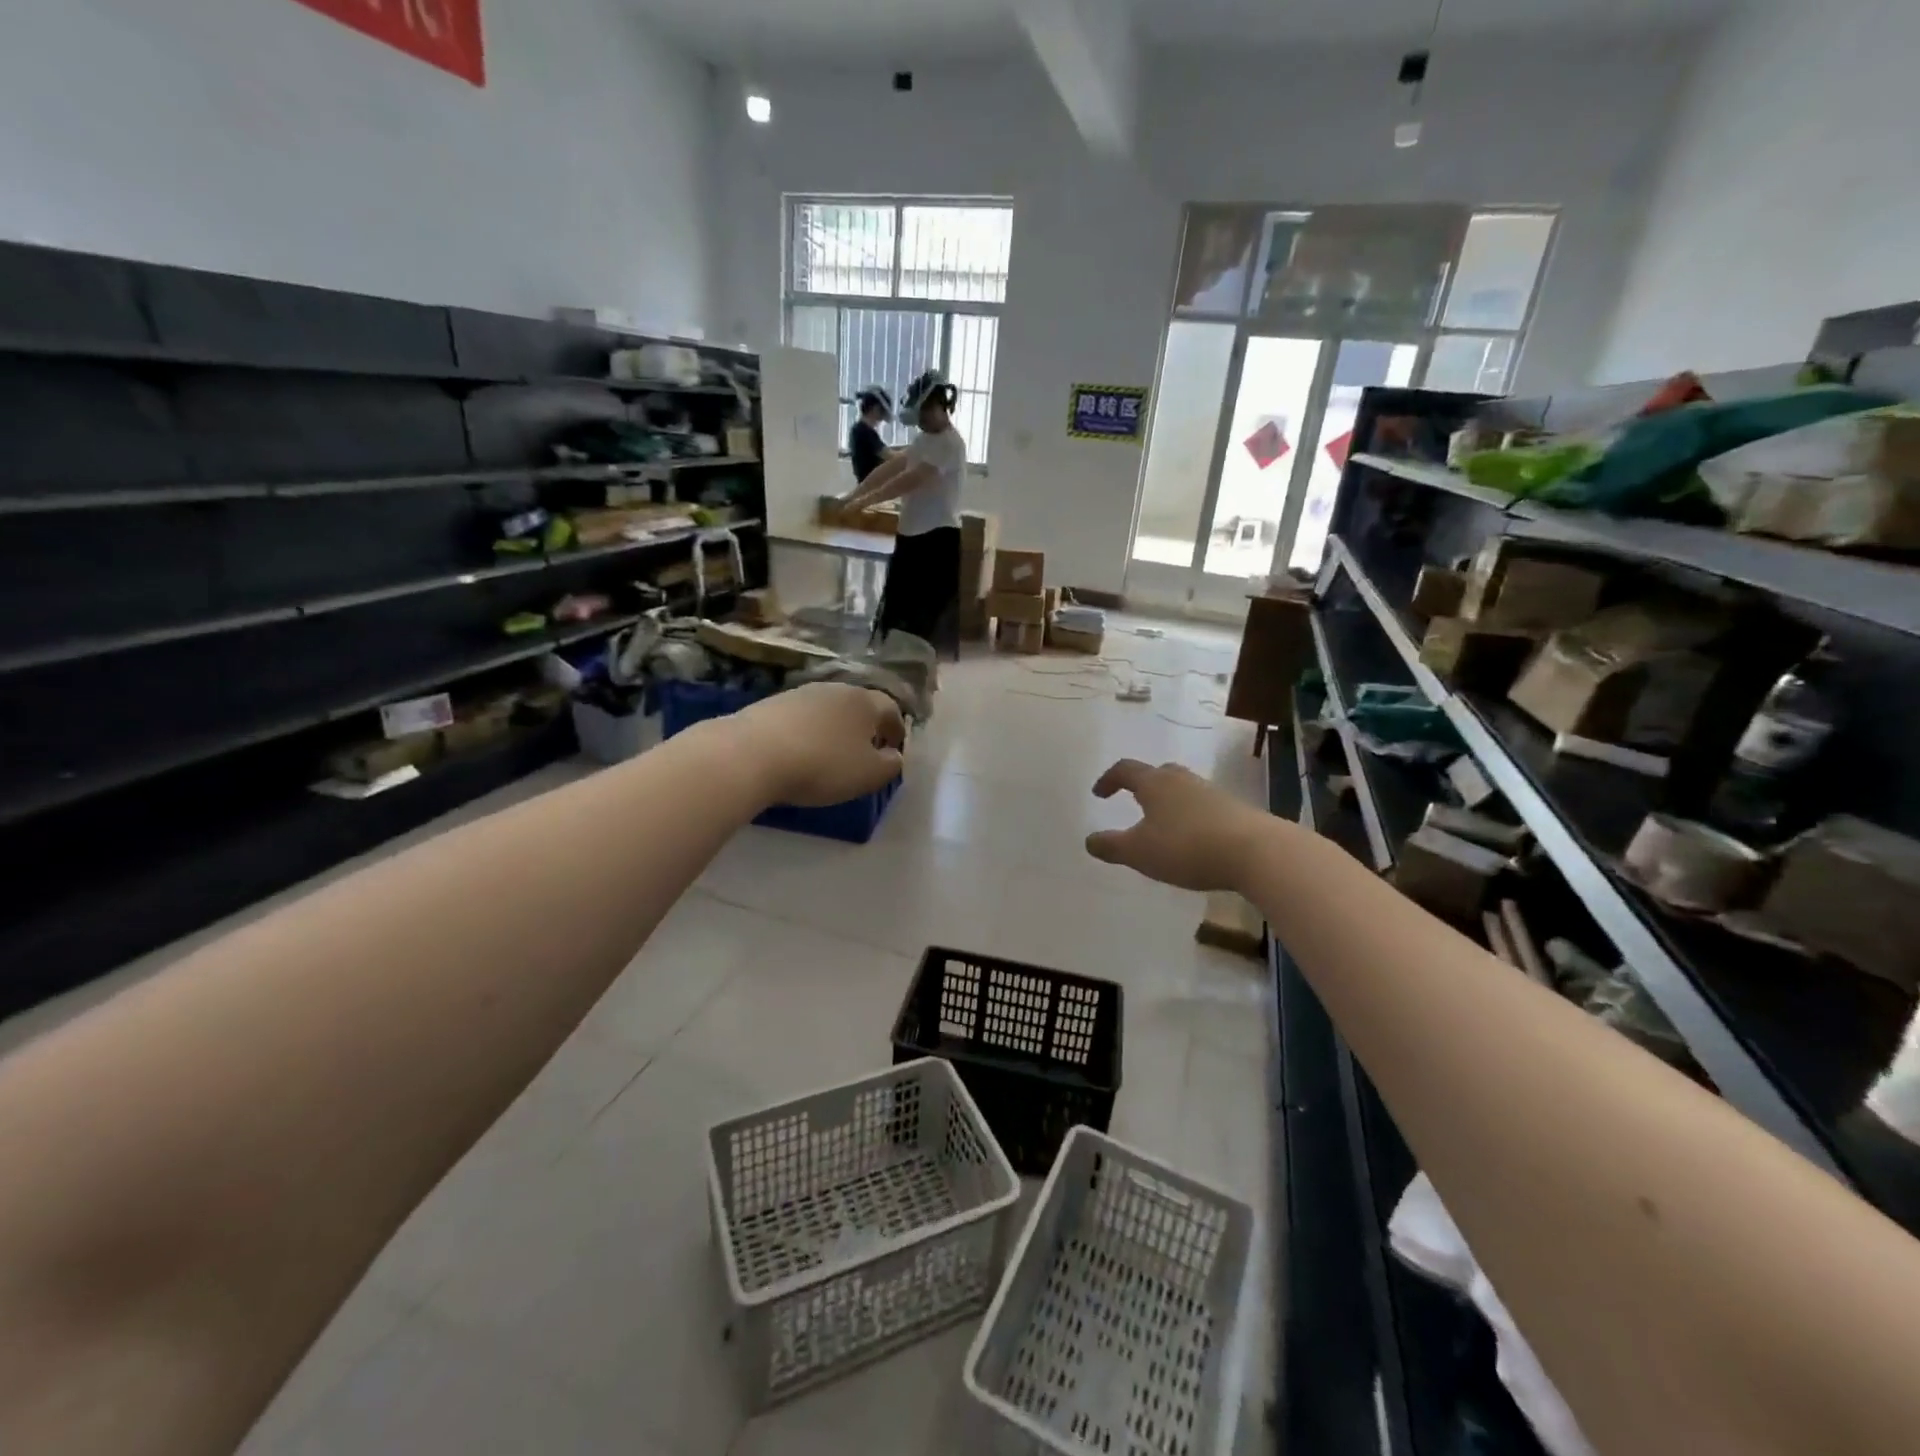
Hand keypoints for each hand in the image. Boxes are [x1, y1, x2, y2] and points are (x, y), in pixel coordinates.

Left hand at [728, 684, 905, 807]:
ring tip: (830, 754)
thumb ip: (890, 765)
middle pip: (858, 705)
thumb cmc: (823, 765)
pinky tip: (799, 753)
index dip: (896, 730)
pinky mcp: (771, 704)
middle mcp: (835, 689)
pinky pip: (800, 719)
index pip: (891, 709)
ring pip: (828, 710)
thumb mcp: (868, 775)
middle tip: (864, 752)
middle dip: (865, 727)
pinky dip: (807, 733)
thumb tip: (894, 756)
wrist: (752, 754)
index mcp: (865, 702)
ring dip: (834, 729)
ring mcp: (800, 693)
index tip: (894, 749)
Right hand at [1084, 759, 1266, 892]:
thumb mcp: (1139, 852)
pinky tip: (1193, 839)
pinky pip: (1203, 807)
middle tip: (1134, 801)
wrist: (1256, 851)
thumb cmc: (1187, 847)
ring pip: (1182, 790)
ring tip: (1163, 824)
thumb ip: (1111, 846)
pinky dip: (1191, 817)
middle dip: (1143, 785)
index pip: (1125, 770)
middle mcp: (1182, 780)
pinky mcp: (1234, 809)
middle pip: (1158, 774)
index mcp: (1155, 784)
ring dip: (1169, 802)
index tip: (1099, 793)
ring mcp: (1211, 792)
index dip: (1109, 780)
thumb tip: (1089, 841)